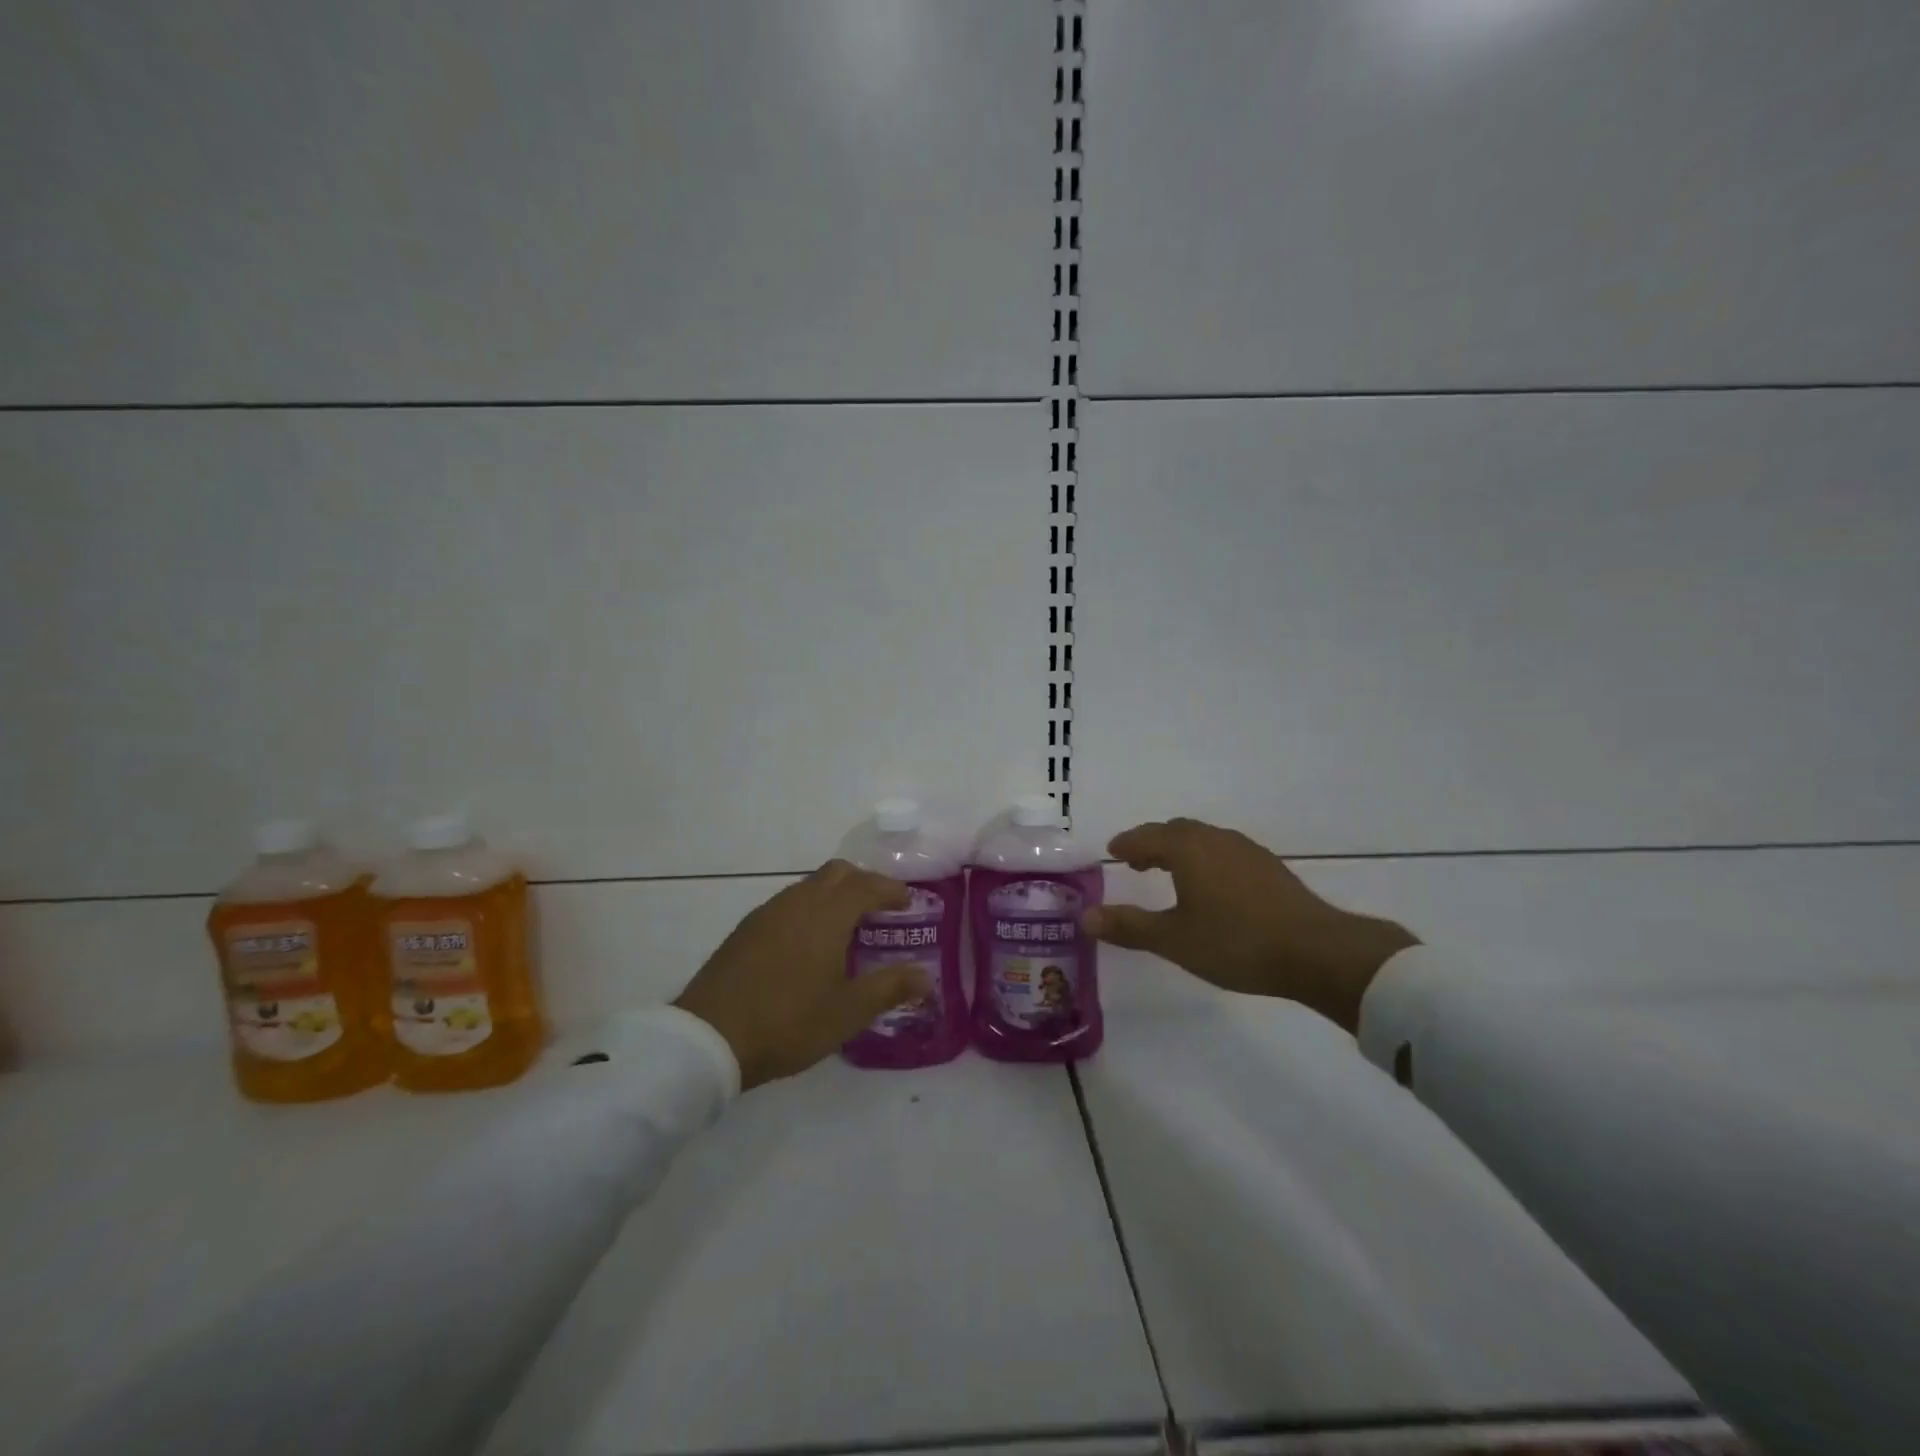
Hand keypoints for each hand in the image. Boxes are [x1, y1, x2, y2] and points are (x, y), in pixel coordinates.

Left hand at [673, 861, 925, 1089]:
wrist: (710, 1036)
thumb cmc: (789, 1021)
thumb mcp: (848, 1011)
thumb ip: (890, 988)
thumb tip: (926, 978)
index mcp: (828, 914)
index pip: (868, 885)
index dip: (892, 890)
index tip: (909, 903)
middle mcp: (799, 901)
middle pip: (837, 873)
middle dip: (863, 883)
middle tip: (880, 910)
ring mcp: (768, 912)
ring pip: (810, 886)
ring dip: (834, 896)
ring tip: (846, 929)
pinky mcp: (746, 929)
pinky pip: (788, 903)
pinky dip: (809, 910)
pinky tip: (808, 945)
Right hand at [1083, 819, 1417, 1030]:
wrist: (1316, 951)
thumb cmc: (1236, 942)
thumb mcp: (1174, 939)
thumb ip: (1129, 926)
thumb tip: (1086, 917)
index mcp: (1187, 848)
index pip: (1146, 836)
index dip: (1127, 844)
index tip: (1113, 851)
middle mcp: (1215, 839)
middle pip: (1176, 831)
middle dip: (1153, 843)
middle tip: (1137, 863)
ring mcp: (1246, 850)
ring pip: (1203, 839)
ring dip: (1180, 850)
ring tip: (1171, 873)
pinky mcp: (1269, 867)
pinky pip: (1224, 851)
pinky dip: (1205, 859)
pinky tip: (1212, 887)